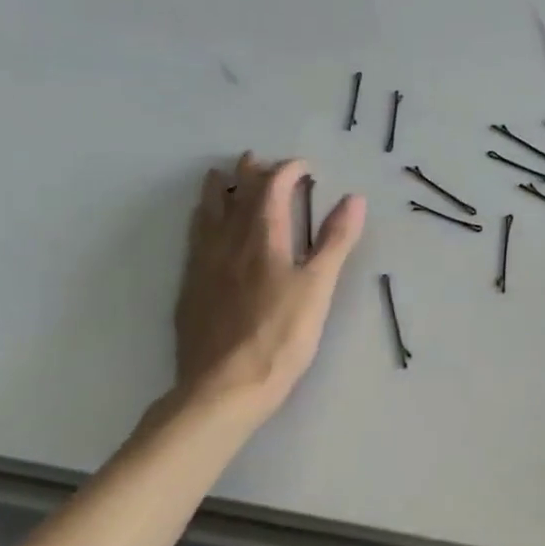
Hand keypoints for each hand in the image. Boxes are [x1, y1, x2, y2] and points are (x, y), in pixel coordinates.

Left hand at [169, 153, 364, 441]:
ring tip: (220, 178)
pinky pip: (193, 239)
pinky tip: (201, 229)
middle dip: (249, 173)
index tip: (304, 166)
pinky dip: (201, 221)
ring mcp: (204, 264)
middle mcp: (228, 242)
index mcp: (263, 237)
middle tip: (256, 159)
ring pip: (207, 214)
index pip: (272, 187)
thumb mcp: (319, 287)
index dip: (288, 170)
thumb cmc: (281, 336)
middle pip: (235, 195)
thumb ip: (335, 241)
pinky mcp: (190, 288)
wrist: (223, 387)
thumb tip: (354, 199)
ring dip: (217, 191)